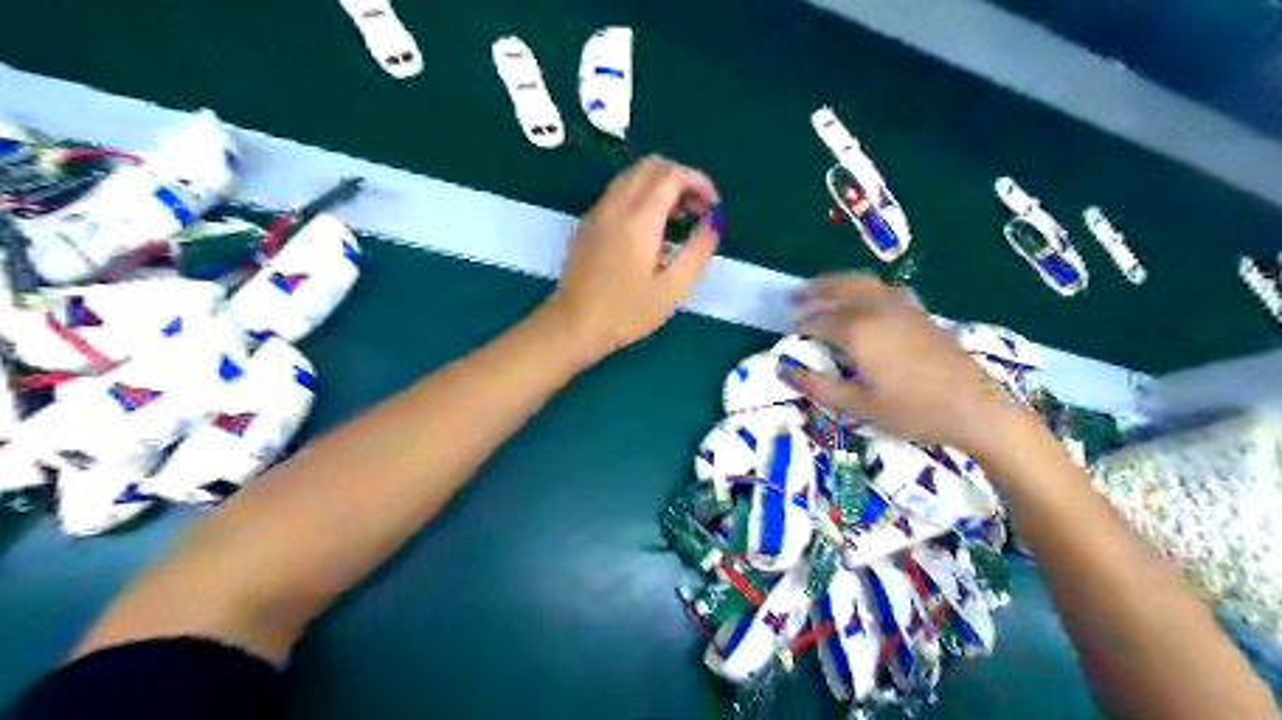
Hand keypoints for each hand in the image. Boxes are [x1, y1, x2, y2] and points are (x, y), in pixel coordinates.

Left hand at [540, 154, 719, 362]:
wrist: (572, 325)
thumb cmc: (626, 312)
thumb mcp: (672, 288)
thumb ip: (698, 250)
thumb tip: (714, 221)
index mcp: (639, 219)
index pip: (672, 174)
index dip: (699, 181)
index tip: (713, 205)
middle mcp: (616, 205)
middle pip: (652, 165)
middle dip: (681, 178)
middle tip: (699, 208)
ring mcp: (598, 211)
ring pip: (633, 175)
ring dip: (661, 184)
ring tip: (679, 217)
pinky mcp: (588, 222)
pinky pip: (619, 191)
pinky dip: (643, 194)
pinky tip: (652, 227)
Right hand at [781, 272, 1038, 459]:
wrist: (972, 407)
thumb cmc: (911, 410)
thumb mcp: (858, 405)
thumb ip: (818, 386)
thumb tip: (784, 371)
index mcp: (857, 331)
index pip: (819, 321)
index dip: (800, 324)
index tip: (787, 330)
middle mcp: (876, 309)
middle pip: (838, 288)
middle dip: (814, 290)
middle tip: (794, 295)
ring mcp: (900, 306)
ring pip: (861, 282)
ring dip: (836, 282)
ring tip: (821, 288)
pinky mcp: (918, 311)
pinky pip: (881, 287)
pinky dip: (862, 286)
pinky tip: (862, 297)